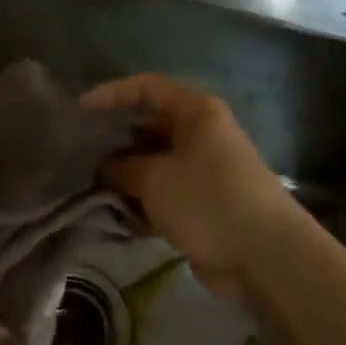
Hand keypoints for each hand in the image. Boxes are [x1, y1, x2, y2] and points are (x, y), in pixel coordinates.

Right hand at [82, 74, 293, 304]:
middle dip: (115, 141)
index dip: (112, 94)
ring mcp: (203, 170)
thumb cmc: (208, 201)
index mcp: (196, 112)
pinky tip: (117, 216)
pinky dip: (142, 202)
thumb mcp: (155, 179)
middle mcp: (201, 134)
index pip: (147, 88)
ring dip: (126, 177)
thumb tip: (105, 168)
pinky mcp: (202, 204)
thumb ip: (123, 169)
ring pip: (154, 164)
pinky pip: (164, 194)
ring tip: (91, 188)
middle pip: (149, 127)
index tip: (80, 110)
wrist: (266, 256)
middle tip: (79, 155)